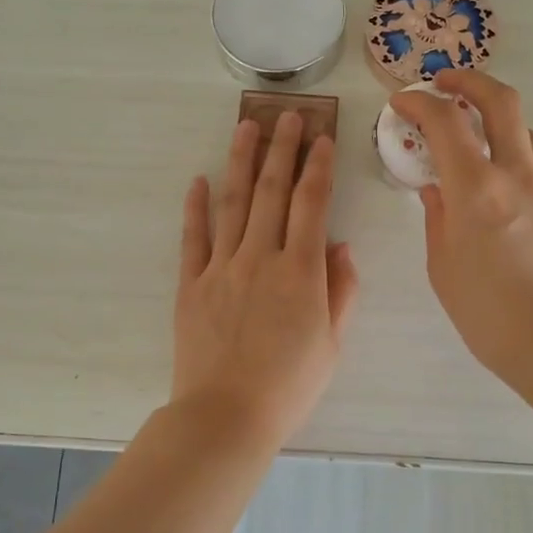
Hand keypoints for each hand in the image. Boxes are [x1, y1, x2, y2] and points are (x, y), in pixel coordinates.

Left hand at [171, 112, 359, 444]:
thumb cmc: (289, 386)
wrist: (226, 415)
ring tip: (246, 126)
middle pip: (271, 191)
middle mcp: (261, 257)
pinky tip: (198, 180)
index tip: (323, 138)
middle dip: (282, 148)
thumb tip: (341, 246)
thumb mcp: (332, 343)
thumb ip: (341, 290)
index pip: (312, 204)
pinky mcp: (191, 284)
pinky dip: (195, 207)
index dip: (318, 167)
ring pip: (232, 202)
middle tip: (287, 116)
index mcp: (301, 271)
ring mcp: (221, 268)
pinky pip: (193, 237)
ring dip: (240, 161)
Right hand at [389, 71, 532, 378]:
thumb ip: (436, 217)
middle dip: (468, 80)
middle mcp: (514, 175)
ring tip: (467, 127)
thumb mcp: (442, 265)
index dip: (419, 103)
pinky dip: (508, 145)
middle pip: (500, 100)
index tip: (400, 104)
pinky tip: (490, 169)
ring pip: (523, 125)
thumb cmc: (486, 312)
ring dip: (492, 112)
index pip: (445, 122)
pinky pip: (532, 156)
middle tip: (442, 83)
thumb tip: (434, 189)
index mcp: (476, 191)